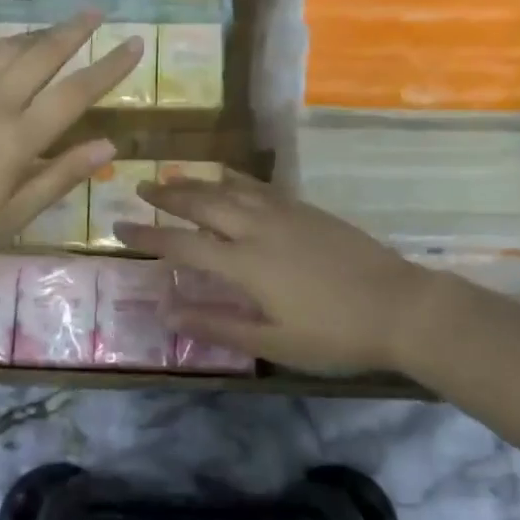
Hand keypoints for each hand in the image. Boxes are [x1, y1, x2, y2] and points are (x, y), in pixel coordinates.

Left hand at [0, 12, 141, 266]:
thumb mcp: (12, 216)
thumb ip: (60, 177)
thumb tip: (108, 145)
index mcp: (20, 137)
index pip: (76, 93)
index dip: (109, 67)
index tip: (134, 44)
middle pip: (42, 54)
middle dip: (74, 30)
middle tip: (96, 11)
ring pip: (6, 48)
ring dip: (35, 33)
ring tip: (55, 27)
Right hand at [114, 171, 452, 374]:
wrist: (401, 306)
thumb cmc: (335, 334)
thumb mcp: (273, 341)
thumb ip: (217, 325)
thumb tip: (166, 312)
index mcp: (245, 264)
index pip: (182, 244)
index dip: (147, 236)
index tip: (118, 228)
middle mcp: (258, 229)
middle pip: (202, 203)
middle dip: (168, 195)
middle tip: (141, 188)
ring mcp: (285, 214)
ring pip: (230, 188)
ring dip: (197, 182)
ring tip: (173, 177)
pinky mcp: (307, 209)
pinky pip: (259, 185)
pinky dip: (234, 178)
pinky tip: (228, 178)